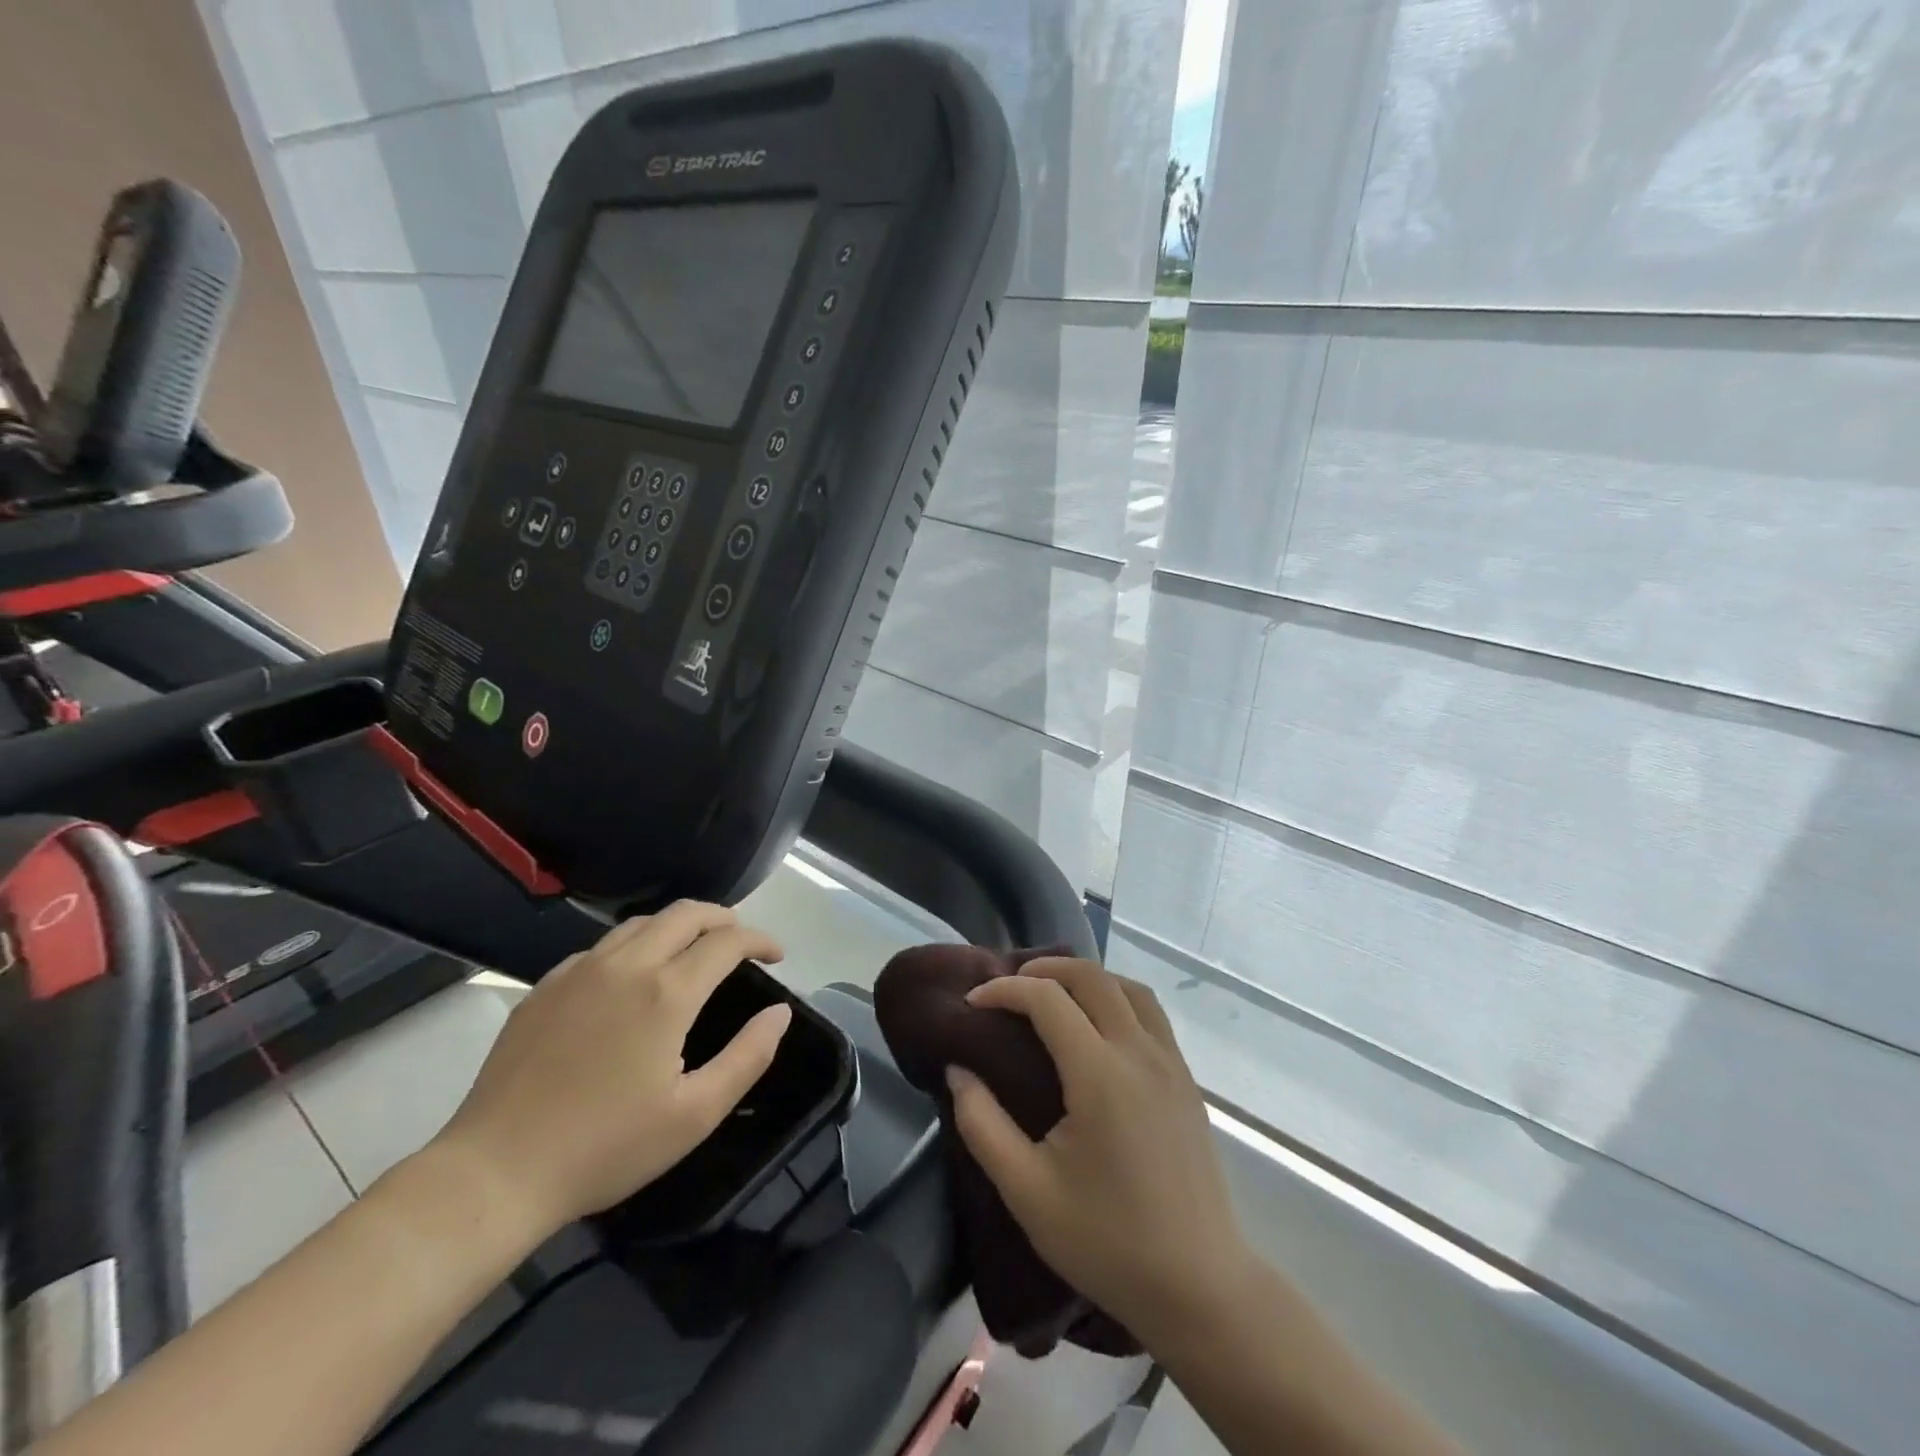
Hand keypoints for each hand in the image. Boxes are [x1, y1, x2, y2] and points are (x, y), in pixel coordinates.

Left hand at [432, 901, 791, 1239]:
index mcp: (666, 993)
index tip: (776, 955)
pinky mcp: (545, 988)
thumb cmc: (605, 1148)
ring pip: (640, 923)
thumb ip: (747, 1056)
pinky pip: (601, 947)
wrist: (494, 1173)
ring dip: (678, 925)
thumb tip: (779, 1012)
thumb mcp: (695, 1115)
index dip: (759, 939)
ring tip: (694, 949)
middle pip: (685, 914)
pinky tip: (632, 977)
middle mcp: (625, 966)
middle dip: (723, 917)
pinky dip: (634, 946)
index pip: (726, 941)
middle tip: (740, 940)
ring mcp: (579, 972)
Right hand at [948, 958, 1255, 1347]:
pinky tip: (1097, 1028)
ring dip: (1086, 978)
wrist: (1200, 1287)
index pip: (1047, 999)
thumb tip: (958, 1070)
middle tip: (1009, 988)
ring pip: (1128, 987)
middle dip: (1044, 969)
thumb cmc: (1107, 1242)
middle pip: (1091, 977)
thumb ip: (982, 1124)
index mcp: (1100, 1074)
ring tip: (1053, 996)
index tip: (973, 1003)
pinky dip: (1116, 998)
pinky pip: (1151, 1013)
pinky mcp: (1187, 1080)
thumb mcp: (1027, 1191)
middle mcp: (1140, 1053)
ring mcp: (1171, 1063)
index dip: (1004, 990)